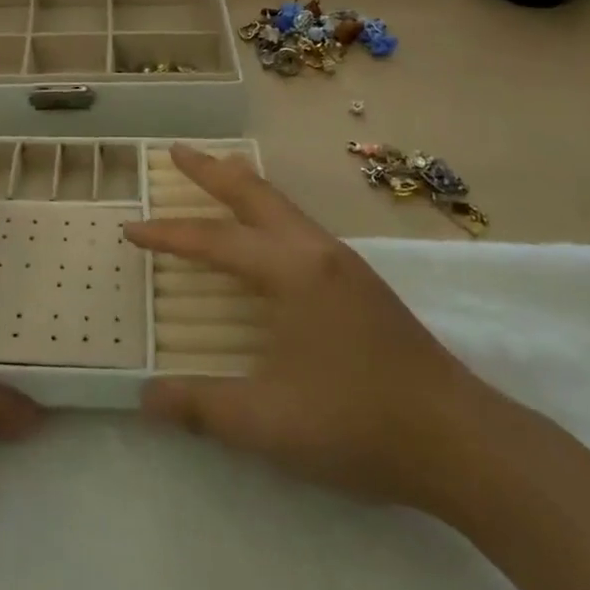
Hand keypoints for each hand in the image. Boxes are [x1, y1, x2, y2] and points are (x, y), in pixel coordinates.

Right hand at [123, 144, 497, 514]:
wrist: (458, 439)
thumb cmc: (358, 423)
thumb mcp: (269, 424)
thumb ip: (202, 407)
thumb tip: (144, 397)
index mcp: (290, 270)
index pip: (214, 241)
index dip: (168, 235)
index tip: (131, 227)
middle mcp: (315, 251)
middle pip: (255, 194)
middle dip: (211, 171)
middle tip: (176, 151)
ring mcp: (343, 261)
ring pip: (282, 204)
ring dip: (244, 186)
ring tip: (218, 172)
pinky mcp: (360, 280)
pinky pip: (300, 224)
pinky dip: (269, 210)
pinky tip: (268, 232)